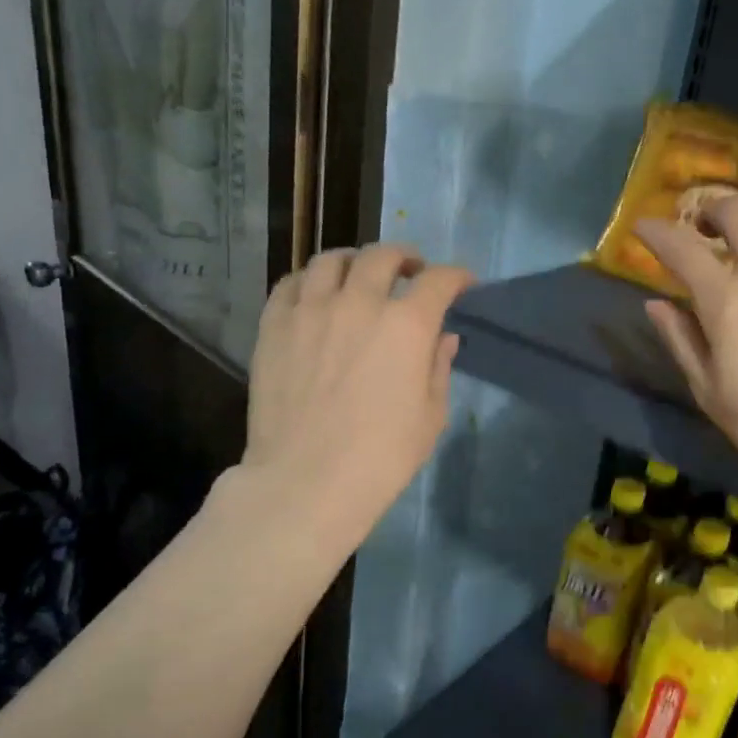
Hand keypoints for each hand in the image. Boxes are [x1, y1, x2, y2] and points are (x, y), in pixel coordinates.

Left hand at [242, 243, 473, 547]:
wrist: (307, 481)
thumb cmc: (382, 457)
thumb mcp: (430, 416)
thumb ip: (438, 367)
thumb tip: (442, 337)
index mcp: (406, 325)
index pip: (439, 280)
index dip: (456, 277)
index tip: (463, 284)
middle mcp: (359, 303)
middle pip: (383, 256)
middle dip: (405, 258)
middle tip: (411, 272)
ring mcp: (311, 310)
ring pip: (332, 260)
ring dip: (355, 261)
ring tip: (359, 274)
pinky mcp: (274, 325)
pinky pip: (290, 283)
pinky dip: (310, 280)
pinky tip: (316, 294)